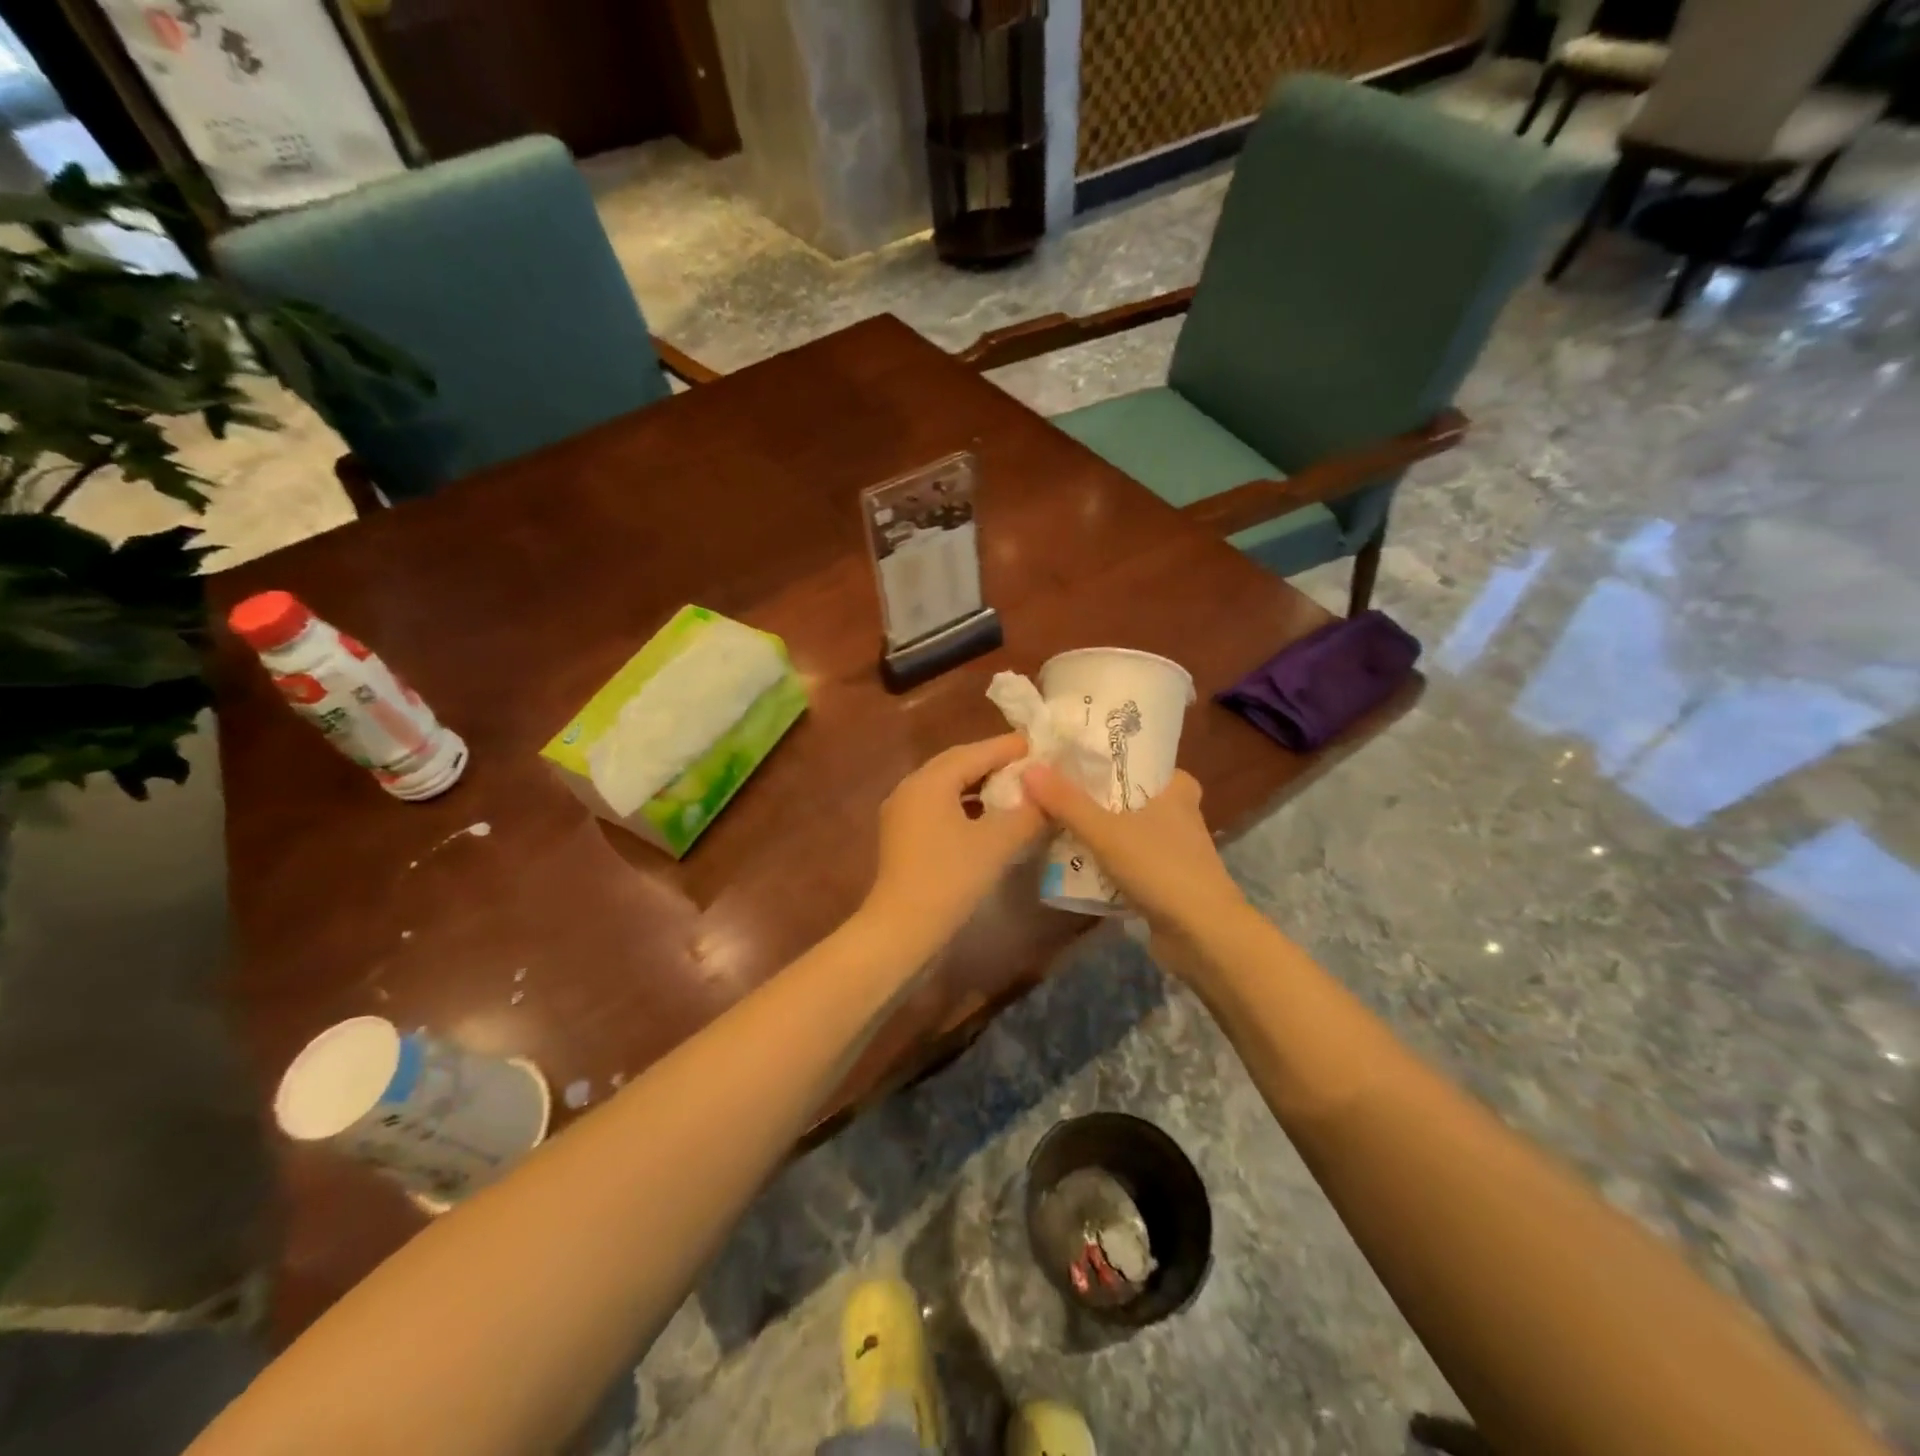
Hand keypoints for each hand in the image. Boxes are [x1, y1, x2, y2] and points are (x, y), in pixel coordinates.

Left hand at [859, 734, 1045, 958]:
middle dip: (992, 762)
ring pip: (946, 786)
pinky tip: (987, 817)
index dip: (1007, 748)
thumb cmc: (950, 878)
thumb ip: (1027, 814)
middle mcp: (910, 787)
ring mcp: (902, 812)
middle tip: (1028, 764)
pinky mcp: (902, 835)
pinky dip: (965, 804)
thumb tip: (1048, 797)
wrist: (902, 927)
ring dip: (979, 784)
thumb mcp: (997, 843)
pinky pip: (938, 806)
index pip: (974, 753)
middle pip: (957, 764)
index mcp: (929, 781)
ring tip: (1012, 788)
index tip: (1038, 745)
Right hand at [1021, 765, 1245, 948]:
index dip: (1109, 757)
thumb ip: (1067, 802)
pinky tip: (1076, 862)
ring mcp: (1175, 850)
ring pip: (1129, 830)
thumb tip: (1029, 768)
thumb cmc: (1161, 868)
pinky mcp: (1167, 881)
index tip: (1073, 757)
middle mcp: (1180, 814)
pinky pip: (1130, 861)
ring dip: (1100, 830)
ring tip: (1057, 821)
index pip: (1142, 759)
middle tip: (1057, 789)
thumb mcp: (1106, 831)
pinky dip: (1108, 861)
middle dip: (1097, 796)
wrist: (1203, 935)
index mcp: (1175, 789)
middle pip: (1130, 796)